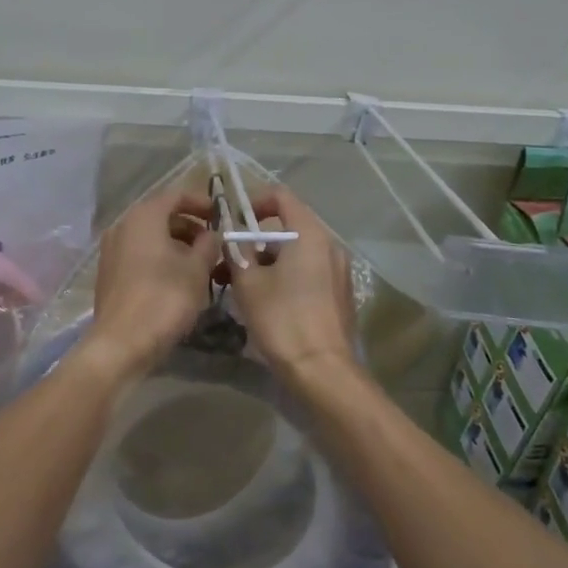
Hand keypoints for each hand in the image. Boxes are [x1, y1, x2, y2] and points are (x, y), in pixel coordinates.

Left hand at [86, 184, 221, 376]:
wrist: (122, 343)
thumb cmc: (164, 298)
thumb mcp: (197, 269)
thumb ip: (209, 244)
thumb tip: (212, 233)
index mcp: (144, 216)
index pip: (176, 195)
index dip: (201, 202)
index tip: (221, 216)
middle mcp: (123, 225)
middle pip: (162, 215)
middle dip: (190, 226)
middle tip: (213, 243)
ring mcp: (112, 249)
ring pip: (150, 236)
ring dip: (177, 243)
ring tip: (200, 264)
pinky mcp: (109, 272)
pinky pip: (139, 253)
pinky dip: (160, 257)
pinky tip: (177, 278)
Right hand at [225, 185, 355, 377]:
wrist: (322, 371)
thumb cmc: (282, 319)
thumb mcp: (248, 282)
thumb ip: (238, 251)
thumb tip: (233, 238)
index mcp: (310, 234)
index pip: (281, 197)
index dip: (254, 202)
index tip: (233, 221)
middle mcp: (329, 246)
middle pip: (287, 229)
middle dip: (254, 242)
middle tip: (228, 262)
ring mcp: (338, 271)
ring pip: (296, 254)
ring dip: (266, 263)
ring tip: (238, 287)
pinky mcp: (339, 294)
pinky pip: (308, 273)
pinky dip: (284, 277)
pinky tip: (265, 302)